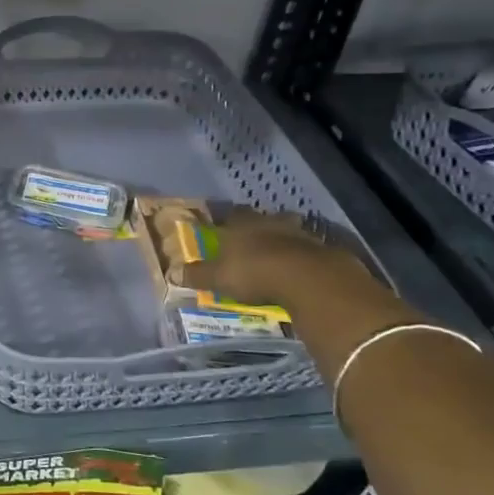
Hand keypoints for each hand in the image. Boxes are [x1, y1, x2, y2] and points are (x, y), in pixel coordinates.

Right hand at [173, 208, 369, 308]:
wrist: (307, 278)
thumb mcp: (219, 278)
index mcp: (240, 226)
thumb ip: (198, 276)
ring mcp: (297, 232)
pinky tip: (301, 264)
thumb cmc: (254, 273)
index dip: (223, 220)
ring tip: (278, 248)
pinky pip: (307, 246)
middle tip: (250, 235)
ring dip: (282, 235)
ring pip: (286, 227)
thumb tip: (172, 273)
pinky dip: (302, 252)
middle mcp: (267, 222)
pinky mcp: (321, 247)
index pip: (228, 215)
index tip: (219, 225)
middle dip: (255, 224)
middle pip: (259, 217)